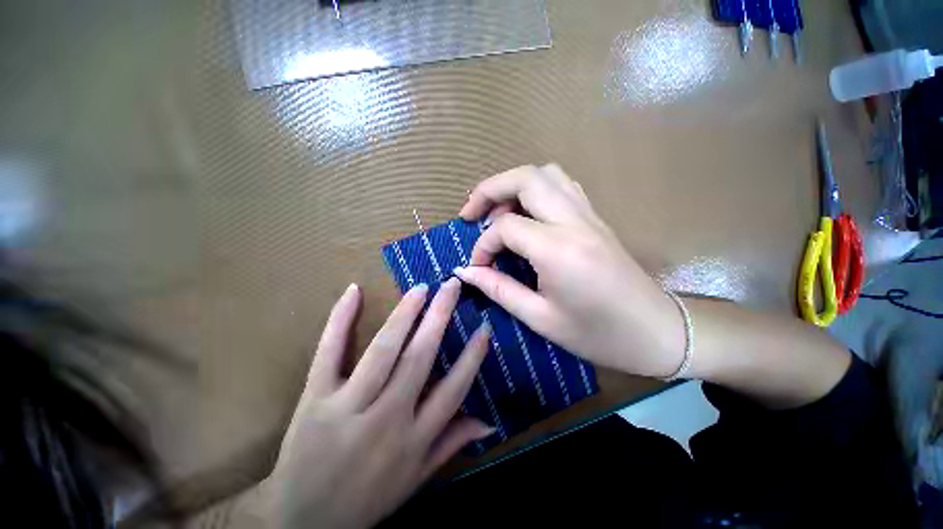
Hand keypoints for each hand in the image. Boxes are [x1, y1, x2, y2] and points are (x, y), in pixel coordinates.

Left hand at [258, 279, 492, 528]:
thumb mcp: (416, 479)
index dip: (472, 356)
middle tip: (452, 287)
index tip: (484, 327)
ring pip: (383, 350)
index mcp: (414, 439)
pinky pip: (329, 352)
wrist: (299, 523)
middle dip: (440, 317)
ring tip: (421, 288)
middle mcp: (386, 418)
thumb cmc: (365, 500)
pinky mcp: (314, 398)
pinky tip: (354, 291)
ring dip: (405, 314)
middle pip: (420, 357)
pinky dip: (340, 319)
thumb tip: (490, 422)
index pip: (454, 388)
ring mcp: (347, 406)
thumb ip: (452, 444)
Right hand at [454, 164, 684, 378]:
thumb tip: (465, 271)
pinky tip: (527, 214)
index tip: (477, 266)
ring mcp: (589, 215)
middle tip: (471, 213)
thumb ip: (498, 289)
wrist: (657, 333)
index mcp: (558, 250)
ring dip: (514, 185)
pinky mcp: (596, 218)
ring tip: (497, 212)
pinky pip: (562, 186)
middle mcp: (574, 222)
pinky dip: (536, 190)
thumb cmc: (598, 335)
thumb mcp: (540, 318)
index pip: (505, 227)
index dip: (483, 245)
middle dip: (489, 189)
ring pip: (546, 174)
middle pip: (525, 178)